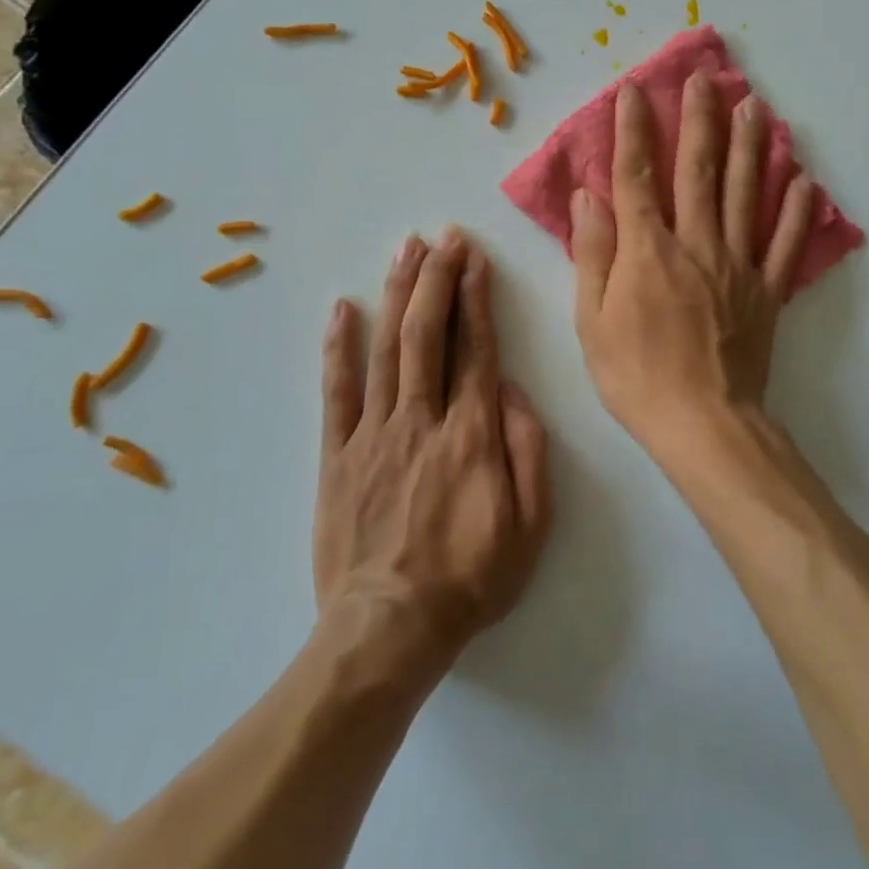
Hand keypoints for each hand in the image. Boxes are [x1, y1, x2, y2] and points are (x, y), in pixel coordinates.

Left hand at [315, 232, 551, 674]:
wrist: (389, 630)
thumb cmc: (471, 579)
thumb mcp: (531, 526)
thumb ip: (528, 451)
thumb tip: (513, 391)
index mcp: (473, 435)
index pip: (476, 349)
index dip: (476, 298)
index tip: (475, 259)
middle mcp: (423, 419)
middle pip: (428, 334)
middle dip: (437, 279)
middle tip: (442, 238)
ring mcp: (374, 434)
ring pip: (387, 350)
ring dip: (397, 295)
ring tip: (404, 251)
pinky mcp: (338, 455)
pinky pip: (337, 392)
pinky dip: (339, 347)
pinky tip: (343, 309)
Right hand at [571, 73, 815, 463]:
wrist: (703, 424)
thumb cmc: (636, 376)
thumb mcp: (592, 320)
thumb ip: (594, 253)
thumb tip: (589, 197)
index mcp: (648, 251)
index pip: (637, 177)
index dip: (634, 131)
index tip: (635, 92)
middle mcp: (697, 244)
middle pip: (699, 172)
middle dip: (700, 120)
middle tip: (705, 78)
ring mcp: (738, 266)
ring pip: (747, 194)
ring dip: (751, 147)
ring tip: (755, 106)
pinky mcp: (767, 292)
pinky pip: (784, 244)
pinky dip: (796, 211)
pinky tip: (804, 179)